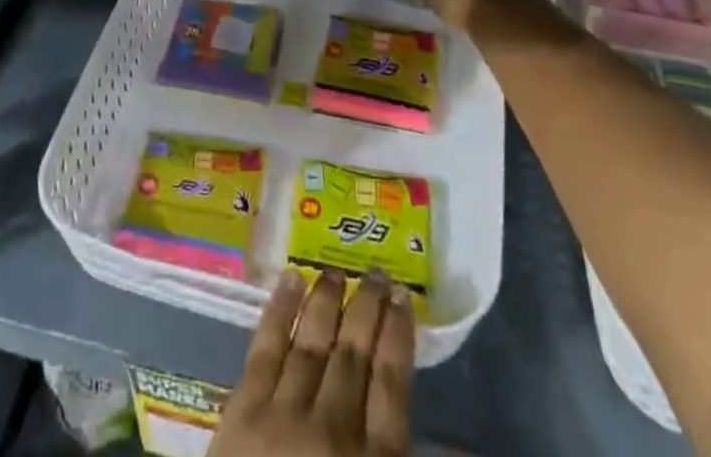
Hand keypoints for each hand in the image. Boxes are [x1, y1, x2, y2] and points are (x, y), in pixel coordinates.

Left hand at [209, 270, 413, 456]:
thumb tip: (468, 448)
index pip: (392, 385)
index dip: (398, 337)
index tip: (404, 298)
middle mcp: (333, 429)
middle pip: (354, 353)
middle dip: (367, 308)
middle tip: (376, 272)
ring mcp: (284, 415)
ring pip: (311, 341)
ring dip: (326, 300)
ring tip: (335, 270)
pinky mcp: (242, 411)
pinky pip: (264, 347)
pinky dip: (278, 309)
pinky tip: (289, 280)